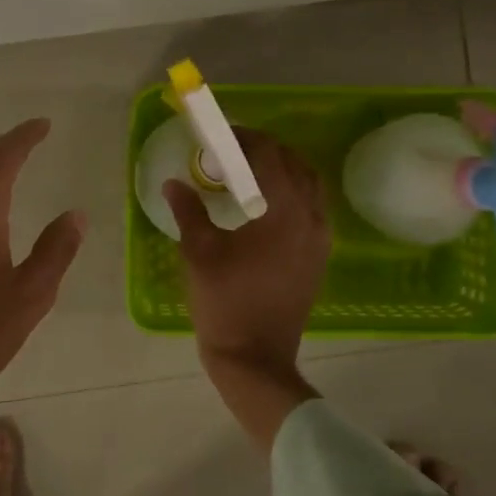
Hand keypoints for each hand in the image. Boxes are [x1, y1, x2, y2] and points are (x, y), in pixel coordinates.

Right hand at [163, 129, 329, 450]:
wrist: (255, 359)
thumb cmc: (225, 303)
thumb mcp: (199, 252)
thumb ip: (189, 210)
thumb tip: (174, 183)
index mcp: (285, 212)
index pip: (270, 156)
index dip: (246, 139)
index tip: (222, 136)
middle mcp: (312, 218)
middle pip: (296, 165)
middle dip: (265, 151)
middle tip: (232, 152)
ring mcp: (321, 239)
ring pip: (309, 186)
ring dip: (282, 170)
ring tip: (248, 174)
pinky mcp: (319, 257)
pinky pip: (312, 209)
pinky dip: (292, 194)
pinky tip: (264, 206)